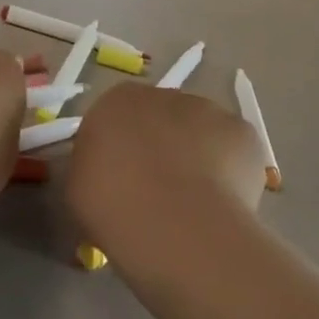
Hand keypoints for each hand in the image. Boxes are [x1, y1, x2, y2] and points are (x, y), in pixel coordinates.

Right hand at [65, 86, 265, 265]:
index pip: (117, 118)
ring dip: (197, 158)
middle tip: (158, 196)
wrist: (174, 223)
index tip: (122, 184)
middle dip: (161, 150)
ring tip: (194, 206)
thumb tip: (103, 176)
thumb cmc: (112, 206)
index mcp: (116, 101)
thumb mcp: (77, 189)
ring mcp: (207, 109)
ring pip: (201, 133)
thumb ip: (90, 169)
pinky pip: (234, 151)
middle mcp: (162, 94)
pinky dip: (231, 172)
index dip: (121, 152)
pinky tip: (222, 205)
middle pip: (161, 120)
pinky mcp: (242, 131)